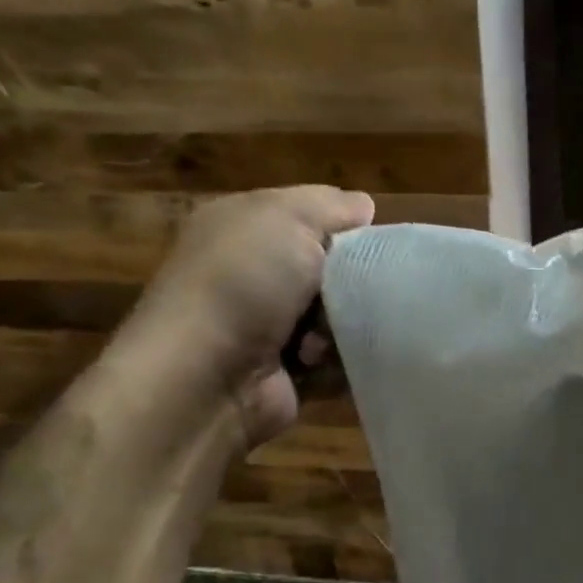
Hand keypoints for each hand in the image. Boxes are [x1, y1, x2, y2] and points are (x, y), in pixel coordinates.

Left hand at [116, 186, 374, 447]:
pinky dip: (343, 362)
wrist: (206, 378)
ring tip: (334, 336)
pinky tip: (330, 361)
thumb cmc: (244, 284)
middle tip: (361, 291)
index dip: (347, 226)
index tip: (376, 244)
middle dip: (352, 280)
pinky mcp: (285, 370)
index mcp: (245, 227)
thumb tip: (364, 205)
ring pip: (338, 316)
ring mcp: (267, 326)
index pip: (312, 217)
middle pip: (331, 269)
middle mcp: (253, 273)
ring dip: (346, 325)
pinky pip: (336, 359)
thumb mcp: (287, 219)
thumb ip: (331, 206)